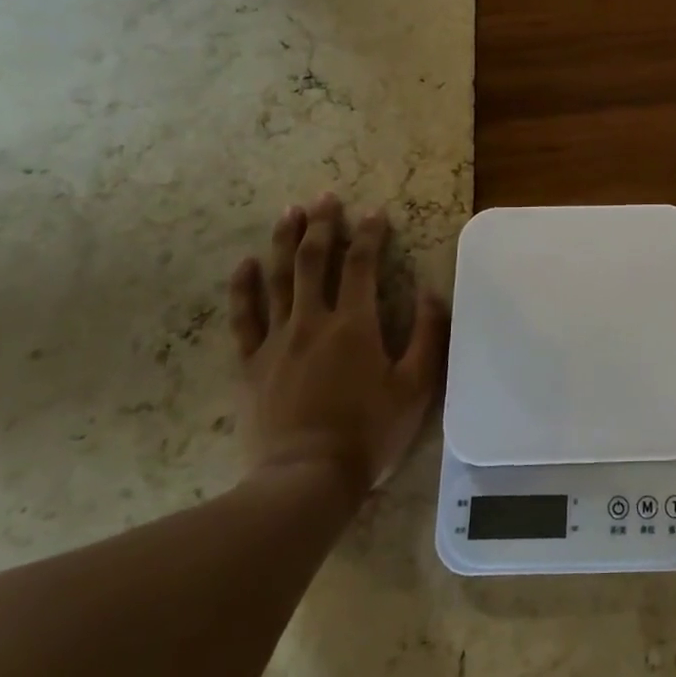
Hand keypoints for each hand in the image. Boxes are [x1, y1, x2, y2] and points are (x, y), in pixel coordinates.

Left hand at [227, 193, 448, 496]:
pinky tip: (244, 265)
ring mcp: (275, 342)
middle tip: (324, 198)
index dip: (369, 235)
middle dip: (321, 226)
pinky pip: (243, 318)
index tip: (375, 212)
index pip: (360, 265)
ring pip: (276, 279)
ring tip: (289, 213)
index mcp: (354, 325)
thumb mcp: (416, 387)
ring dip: (283, 242)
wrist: (306, 478)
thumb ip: (429, 336)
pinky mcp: (250, 365)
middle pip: (312, 261)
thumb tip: (433, 291)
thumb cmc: (369, 432)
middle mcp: (312, 322)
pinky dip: (242, 288)